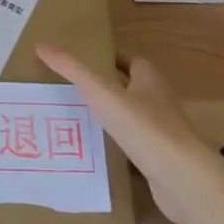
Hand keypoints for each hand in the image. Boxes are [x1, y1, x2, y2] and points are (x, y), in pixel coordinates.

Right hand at [36, 46, 221, 223]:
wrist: (181, 178)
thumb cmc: (142, 126)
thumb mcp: (101, 93)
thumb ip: (72, 69)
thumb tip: (41, 45)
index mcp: (150, 79)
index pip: (132, 61)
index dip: (111, 60)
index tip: (86, 64)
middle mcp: (160, 101)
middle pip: (134, 88)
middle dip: (110, 88)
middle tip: (78, 92)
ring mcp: (164, 132)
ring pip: (135, 118)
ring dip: (115, 118)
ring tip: (83, 121)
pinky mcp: (163, 160)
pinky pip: (138, 146)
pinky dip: (122, 146)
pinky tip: (101, 153)